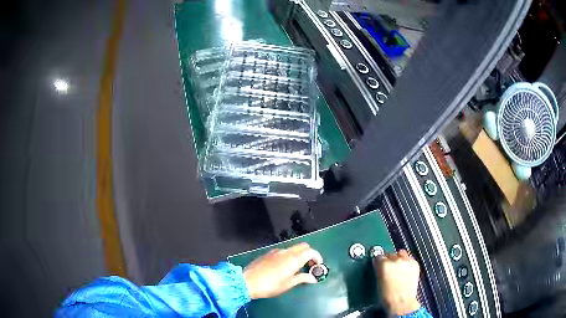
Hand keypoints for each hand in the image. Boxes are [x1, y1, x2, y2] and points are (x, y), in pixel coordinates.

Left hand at [243, 242, 322, 298]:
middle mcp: (286, 252)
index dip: (317, 257)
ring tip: (298, 268)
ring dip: (299, 254)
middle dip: (309, 254)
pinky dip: (289, 255)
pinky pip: (283, 251)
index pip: (311, 251)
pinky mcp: (268, 253)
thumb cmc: (270, 285)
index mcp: (293, 259)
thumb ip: (302, 278)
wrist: (247, 281)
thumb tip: (313, 278)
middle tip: (310, 265)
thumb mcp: (288, 284)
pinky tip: (285, 266)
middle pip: (303, 246)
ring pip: (292, 248)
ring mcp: (276, 251)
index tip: (318, 266)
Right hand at [374, 249, 421, 315]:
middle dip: (389, 260)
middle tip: (388, 268)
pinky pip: (409, 259)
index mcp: (384, 265)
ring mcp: (407, 262)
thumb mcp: (378, 282)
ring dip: (398, 259)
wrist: (401, 303)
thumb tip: (380, 265)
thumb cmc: (388, 297)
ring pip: (401, 253)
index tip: (379, 264)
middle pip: (390, 254)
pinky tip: (404, 271)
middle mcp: (396, 260)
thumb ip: (379, 270)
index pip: (379, 256)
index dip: (378, 262)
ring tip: (397, 268)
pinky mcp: (415, 264)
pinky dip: (406, 263)